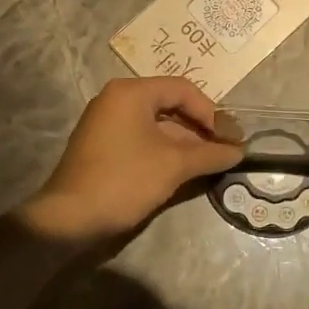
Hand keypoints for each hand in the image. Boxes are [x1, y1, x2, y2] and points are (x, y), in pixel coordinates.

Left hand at [20, 77, 243, 244]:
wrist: (69, 219)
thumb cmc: (124, 180)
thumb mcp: (173, 166)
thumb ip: (209, 154)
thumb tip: (239, 151)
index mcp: (131, 92)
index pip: (182, 89)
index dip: (210, 112)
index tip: (228, 138)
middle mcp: (116, 99)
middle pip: (170, 104)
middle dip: (199, 128)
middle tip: (224, 149)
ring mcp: (106, 122)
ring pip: (156, 124)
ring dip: (185, 142)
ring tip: (210, 162)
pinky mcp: (102, 145)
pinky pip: (141, 138)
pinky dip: (164, 150)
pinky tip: (183, 169)